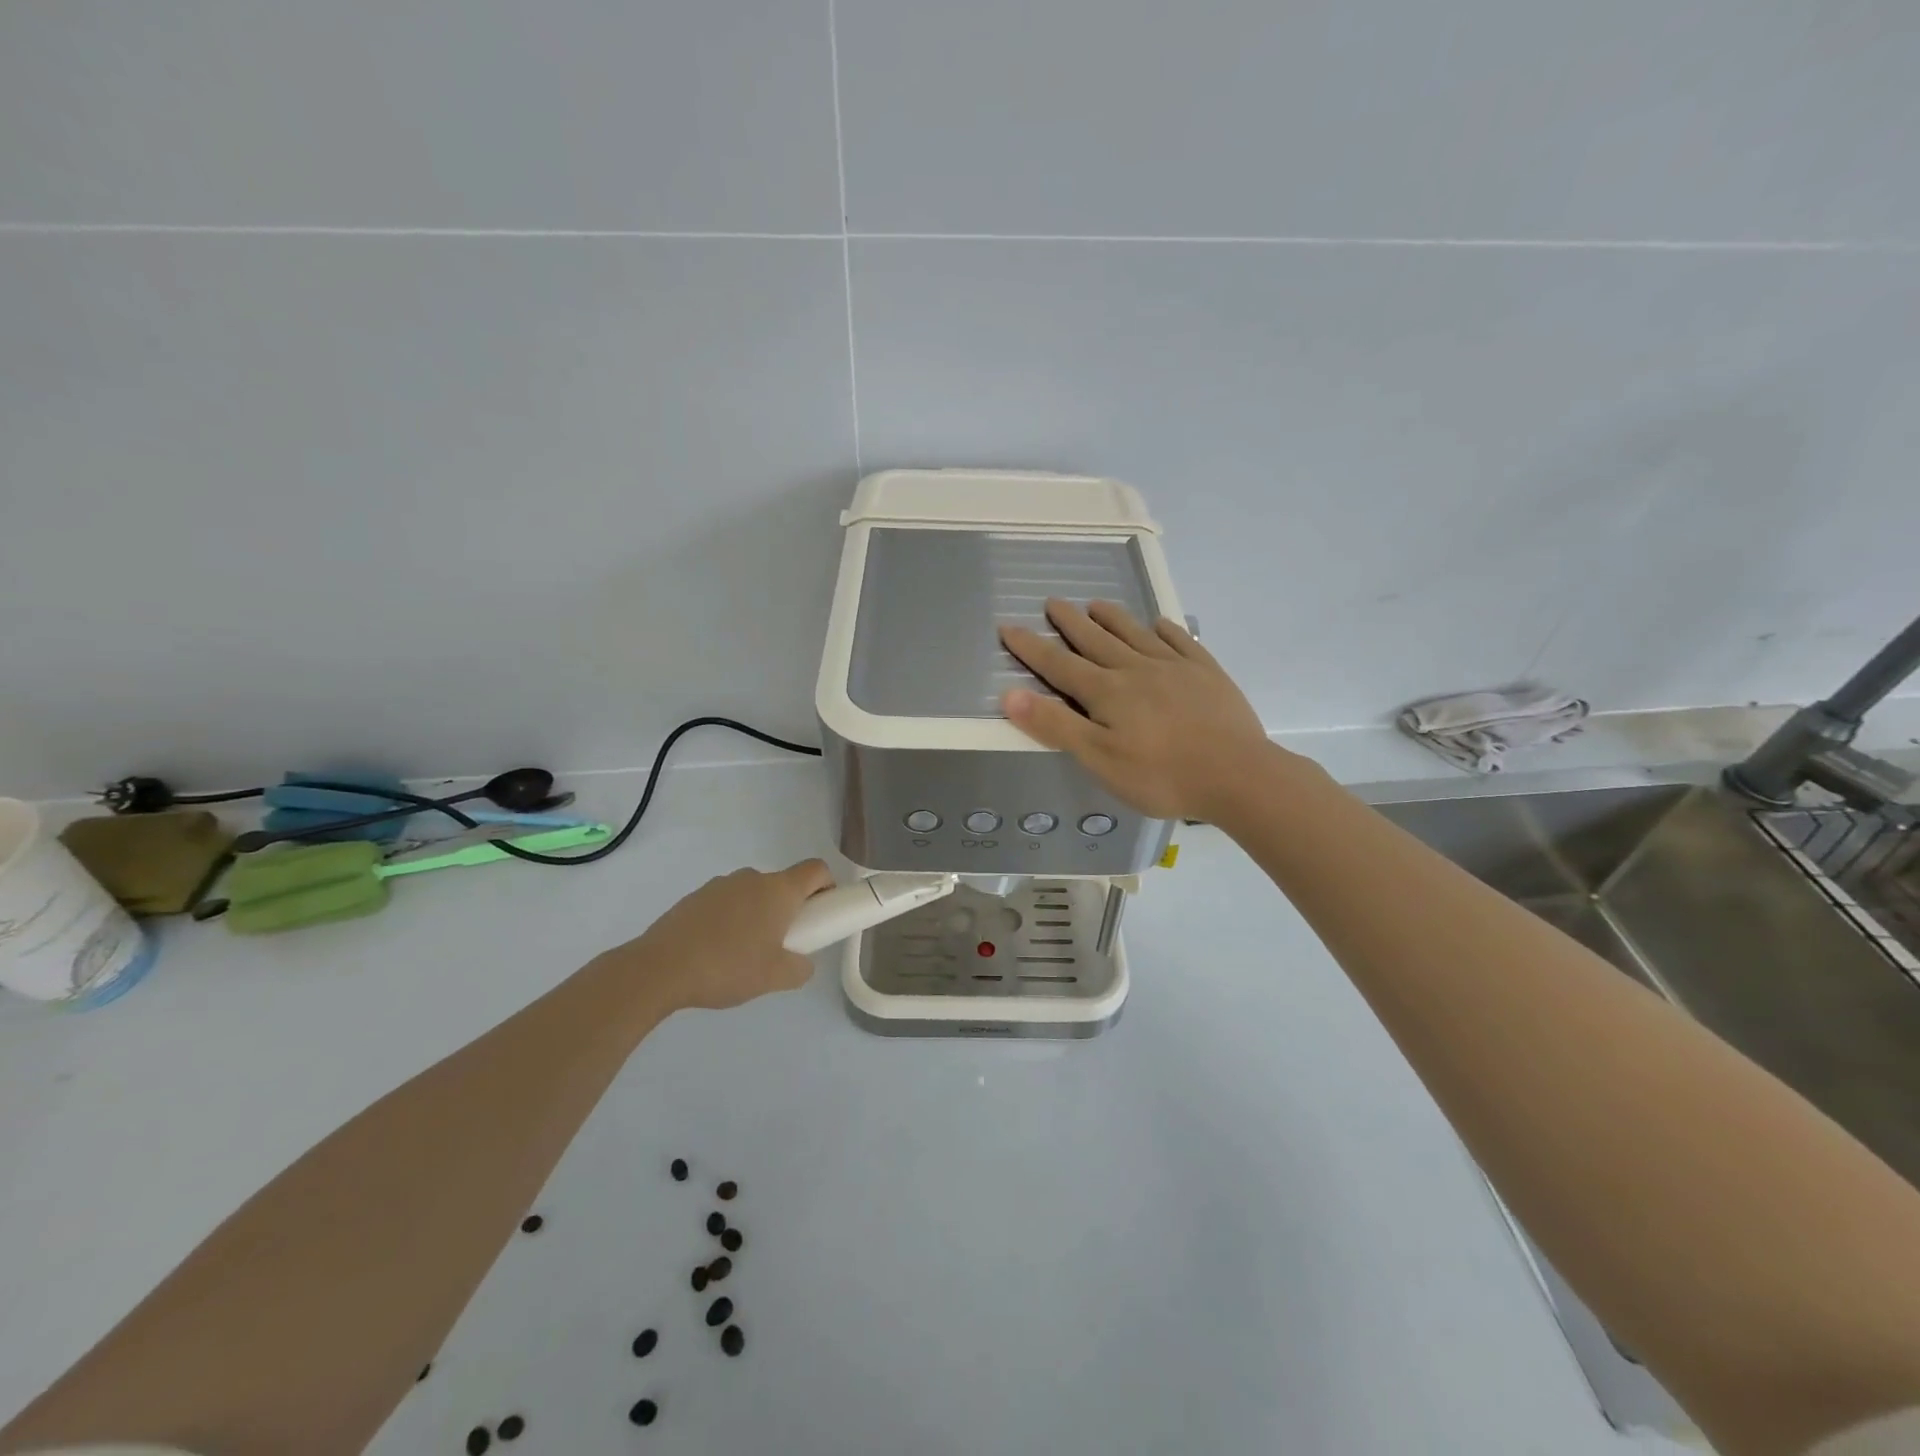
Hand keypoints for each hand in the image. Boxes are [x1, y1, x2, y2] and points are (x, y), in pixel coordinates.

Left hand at [614, 859, 834, 1010]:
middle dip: (789, 910)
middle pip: (783, 885)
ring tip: (742, 955)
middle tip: (782, 946)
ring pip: (752, 895)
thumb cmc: (728, 967)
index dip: (827, 886)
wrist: (660, 968)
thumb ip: (801, 968)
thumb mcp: (776, 978)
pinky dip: (729, 921)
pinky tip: (714, 953)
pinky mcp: (695, 897)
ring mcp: (721, 885)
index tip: (821, 913)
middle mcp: (752, 878)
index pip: (816, 870)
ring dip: (757, 915)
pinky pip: (725, 904)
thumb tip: (801, 962)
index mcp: (779, 891)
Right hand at [999, 600, 1277, 821]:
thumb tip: (1010, 694)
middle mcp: (1136, 669)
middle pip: (1096, 640)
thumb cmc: (1161, 776)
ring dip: (1112, 617)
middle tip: (1053, 602)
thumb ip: (1055, 725)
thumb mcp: (1099, 759)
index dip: (1031, 647)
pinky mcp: (1206, 673)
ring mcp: (1175, 667)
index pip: (1059, 665)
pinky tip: (1160, 625)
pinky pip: (1180, 641)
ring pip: (1135, 633)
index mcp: (1107, 692)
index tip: (1008, 627)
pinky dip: (1165, 630)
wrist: (1238, 775)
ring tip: (1096, 603)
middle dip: (1070, 622)